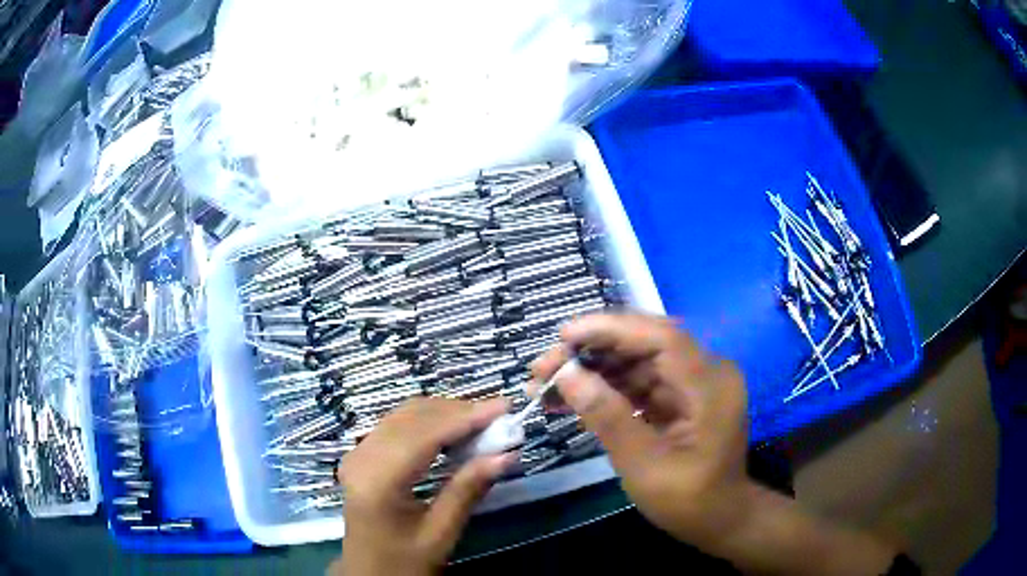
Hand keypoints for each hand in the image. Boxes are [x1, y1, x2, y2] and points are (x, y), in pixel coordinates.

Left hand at [333, 398, 516, 575]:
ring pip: (403, 415)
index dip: (466, 417)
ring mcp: (356, 454)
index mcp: (378, 481)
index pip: (424, 434)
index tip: (504, 406)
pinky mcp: (360, 456)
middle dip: (458, 411)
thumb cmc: (405, 561)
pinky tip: (452, 432)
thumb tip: (507, 455)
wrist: (369, 574)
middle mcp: (361, 457)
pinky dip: (427, 423)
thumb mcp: (441, 533)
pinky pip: (396, 426)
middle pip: (412, 416)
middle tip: (498, 416)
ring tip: (482, 423)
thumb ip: (468, 490)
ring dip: (443, 414)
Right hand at [532, 313, 750, 550]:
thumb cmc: (689, 501)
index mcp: (710, 385)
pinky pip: (640, 382)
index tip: (563, 336)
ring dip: (593, 369)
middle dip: (592, 350)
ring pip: (637, 361)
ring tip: (546, 384)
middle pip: (645, 344)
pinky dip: (606, 388)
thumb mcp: (645, 466)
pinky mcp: (681, 396)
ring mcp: (693, 383)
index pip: (660, 338)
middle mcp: (706, 372)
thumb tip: (566, 376)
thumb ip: (608, 418)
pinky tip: (572, 399)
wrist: (719, 519)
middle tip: (543, 367)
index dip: (610, 329)